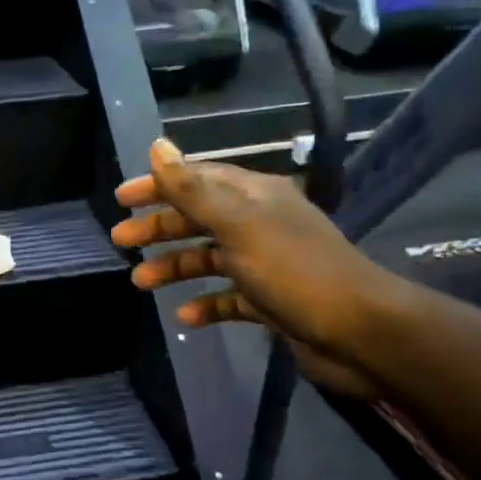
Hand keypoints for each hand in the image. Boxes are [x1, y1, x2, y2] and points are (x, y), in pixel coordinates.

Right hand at [111, 138, 402, 396]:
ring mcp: (266, 264)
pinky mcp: (271, 301)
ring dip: (174, 267)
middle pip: (198, 219)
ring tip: (140, 283)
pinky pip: (228, 297)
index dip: (159, 186)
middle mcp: (260, 224)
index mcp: (255, 197)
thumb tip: (157, 146)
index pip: (198, 180)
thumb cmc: (294, 271)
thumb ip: (192, 189)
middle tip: (120, 241)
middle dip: (159, 228)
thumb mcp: (237, 225)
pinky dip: (205, 304)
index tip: (122, 199)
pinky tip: (185, 316)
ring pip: (209, 259)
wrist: (360, 333)